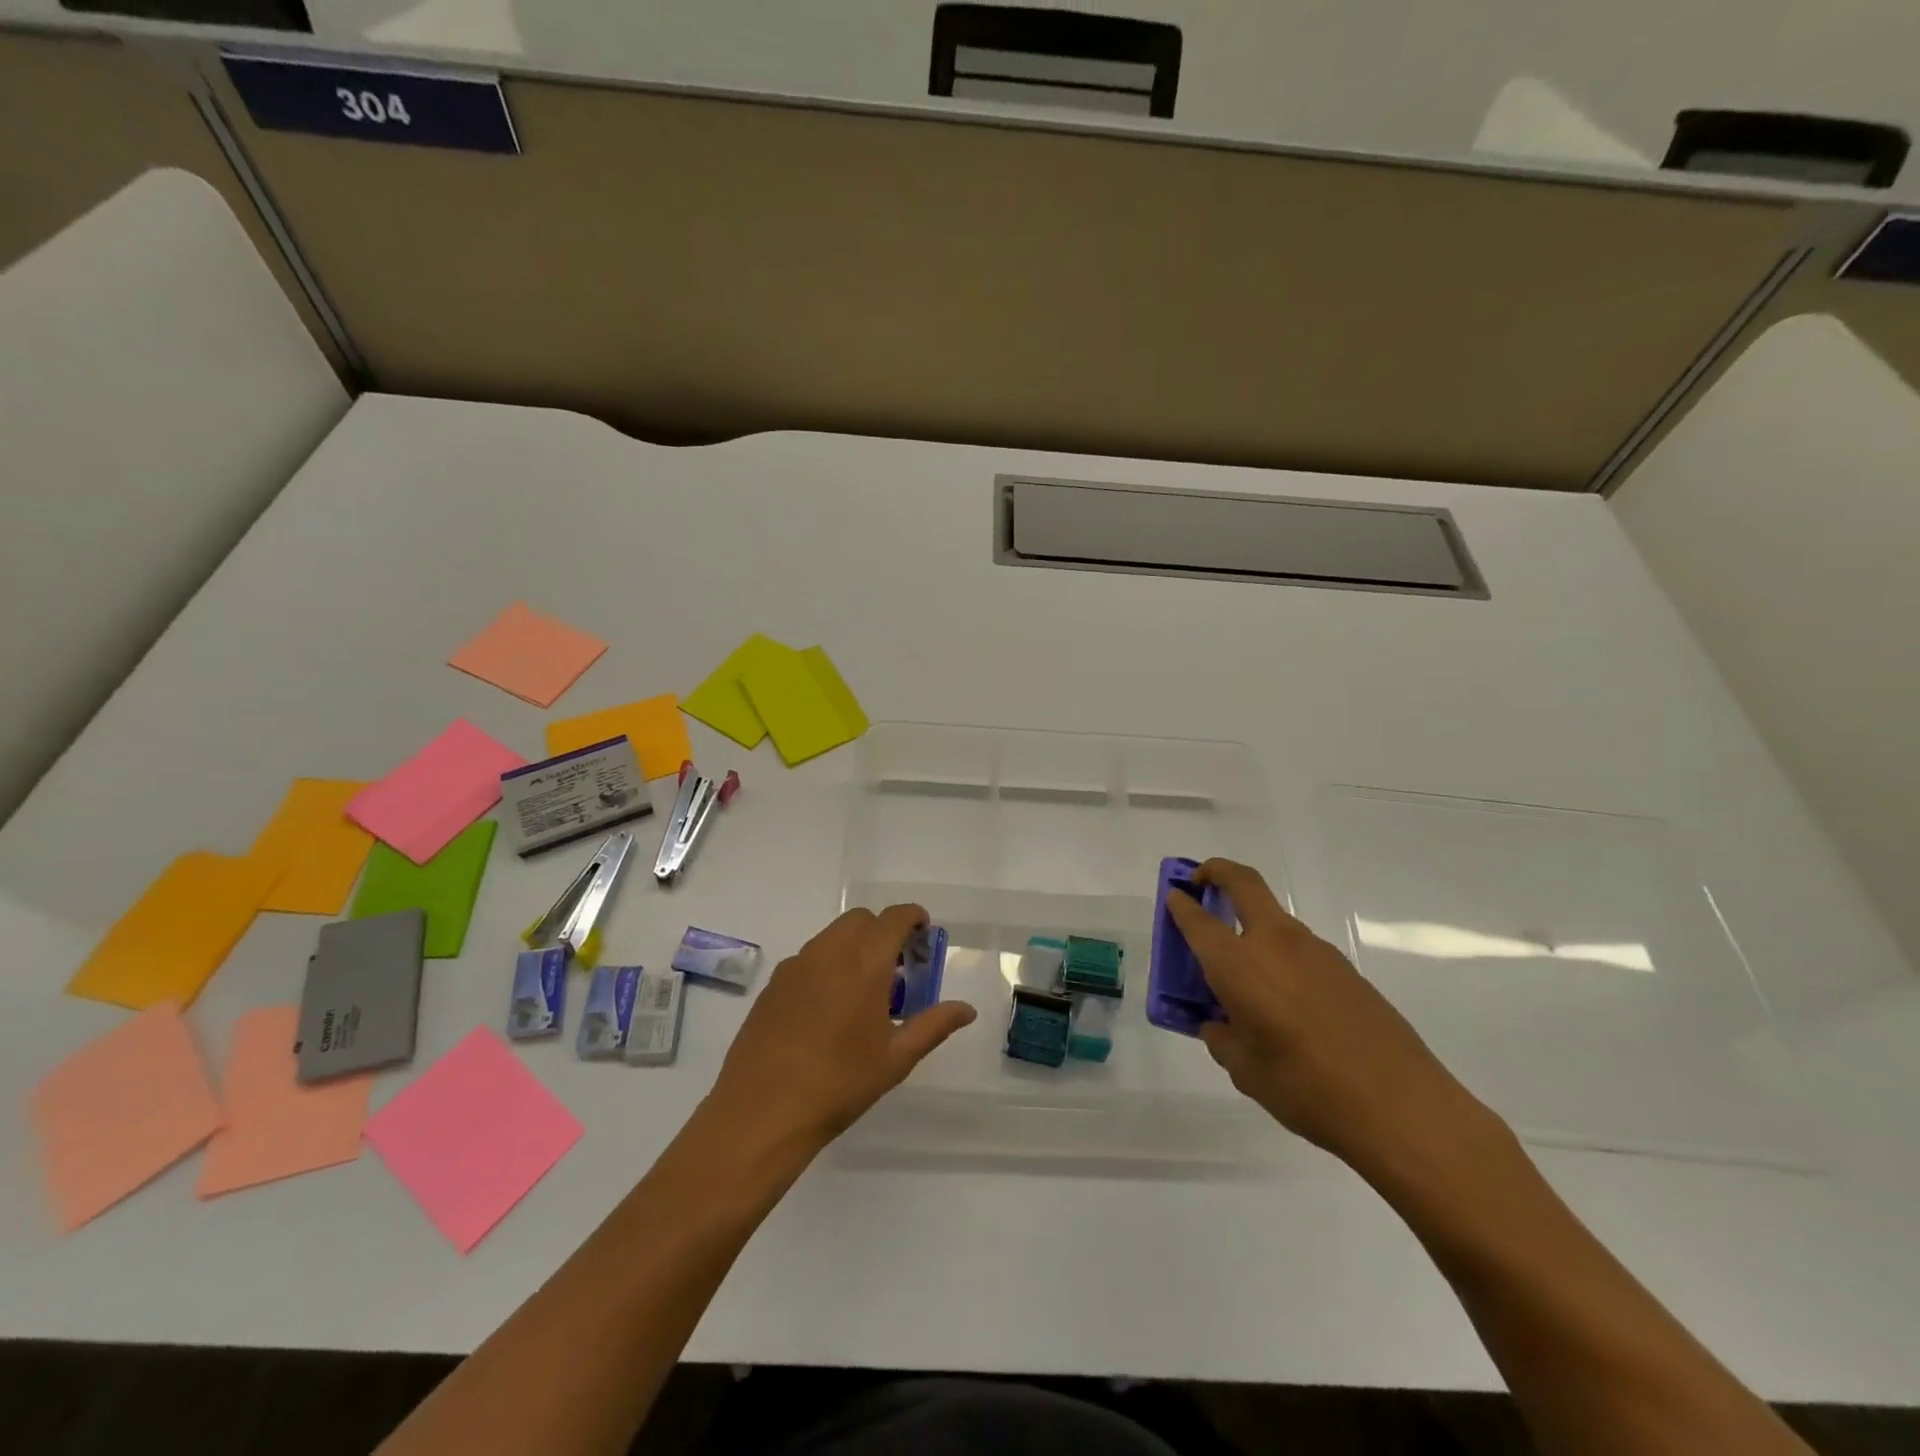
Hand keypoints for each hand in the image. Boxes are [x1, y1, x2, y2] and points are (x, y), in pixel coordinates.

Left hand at [704, 904, 977, 1152]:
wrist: (762, 1111)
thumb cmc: (839, 1083)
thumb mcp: (896, 1058)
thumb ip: (934, 1025)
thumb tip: (966, 1010)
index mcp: (865, 962)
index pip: (894, 918)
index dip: (913, 917)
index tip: (924, 933)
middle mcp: (829, 951)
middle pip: (861, 919)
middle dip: (883, 931)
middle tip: (897, 967)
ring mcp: (796, 965)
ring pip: (832, 935)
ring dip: (854, 946)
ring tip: (864, 990)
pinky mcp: (774, 984)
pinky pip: (809, 958)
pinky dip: (827, 964)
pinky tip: (828, 1008)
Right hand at [1167, 859, 1498, 1178]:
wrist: (1402, 1107)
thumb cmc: (1307, 1089)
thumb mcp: (1245, 1071)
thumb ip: (1222, 1038)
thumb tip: (1220, 1024)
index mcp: (1239, 965)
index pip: (1198, 920)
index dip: (1180, 905)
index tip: (1172, 896)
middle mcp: (1275, 944)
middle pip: (1243, 883)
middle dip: (1216, 872)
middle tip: (1200, 883)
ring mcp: (1316, 952)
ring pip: (1273, 918)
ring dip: (1250, 922)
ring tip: (1244, 974)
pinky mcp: (1346, 969)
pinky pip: (1299, 949)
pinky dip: (1279, 956)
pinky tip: (1286, 1003)